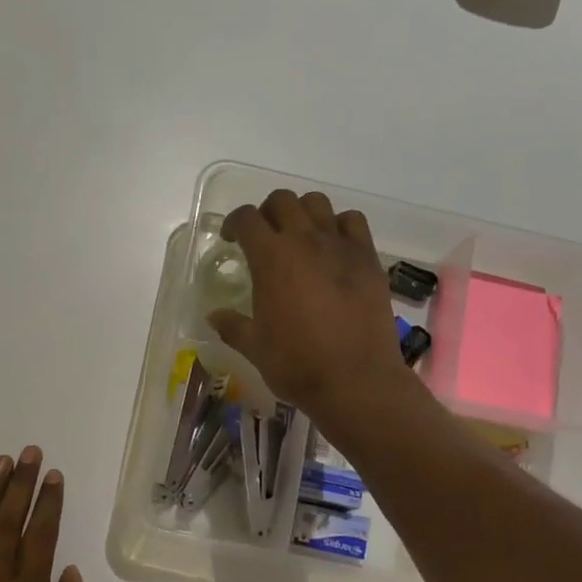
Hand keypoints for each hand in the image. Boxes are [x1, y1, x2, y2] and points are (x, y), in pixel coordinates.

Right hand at [208, 189, 415, 427]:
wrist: (356, 380)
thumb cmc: (297, 365)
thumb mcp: (255, 348)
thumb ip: (232, 326)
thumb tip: (213, 316)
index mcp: (271, 259)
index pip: (247, 218)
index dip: (234, 223)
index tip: (232, 240)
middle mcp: (305, 241)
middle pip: (282, 201)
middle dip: (267, 213)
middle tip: (264, 237)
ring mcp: (341, 247)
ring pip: (318, 204)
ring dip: (302, 213)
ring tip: (299, 237)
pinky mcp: (368, 259)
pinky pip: (353, 222)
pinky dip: (339, 225)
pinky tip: (334, 248)